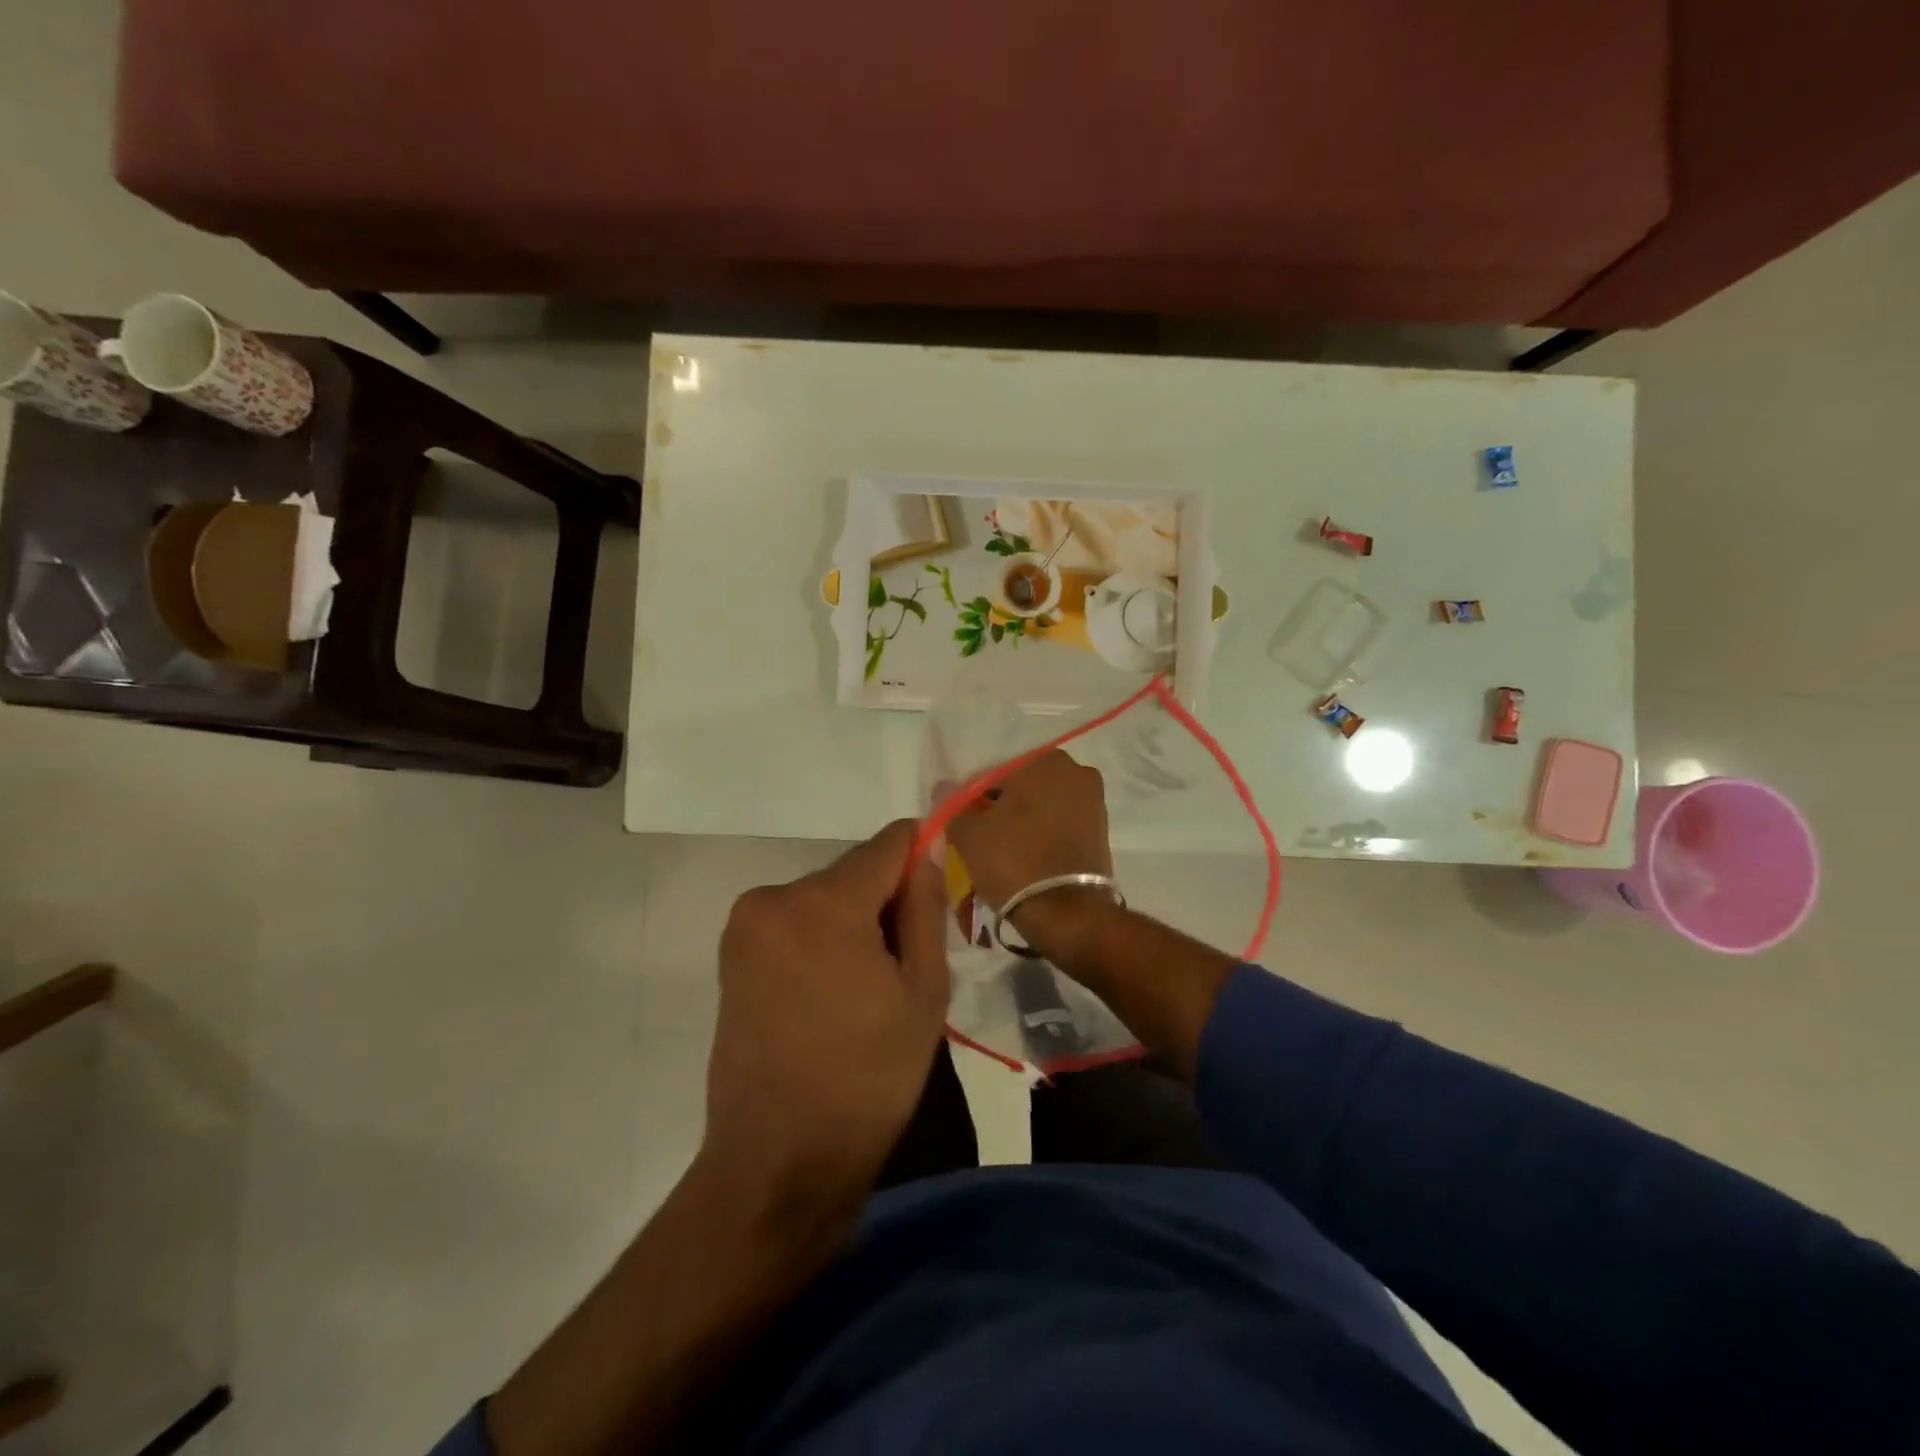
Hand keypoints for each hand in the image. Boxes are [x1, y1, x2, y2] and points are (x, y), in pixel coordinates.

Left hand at [703, 820, 949, 1224]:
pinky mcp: (731, 953)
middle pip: (853, 872)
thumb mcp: (923, 993)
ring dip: (851, 921)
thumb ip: (926, 909)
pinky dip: (819, 937)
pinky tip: (830, 993)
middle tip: (904, 963)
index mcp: (826, 903)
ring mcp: (745, 924)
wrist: (779, 1159)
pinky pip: (794, 921)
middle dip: (884, 900)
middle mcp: (775, 897)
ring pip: (823, 896)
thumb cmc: (867, 1078)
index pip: (888, 843)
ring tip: (865, 988)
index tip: (936, 896)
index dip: (920, 857)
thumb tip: (926, 853)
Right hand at [945, 750, 1116, 961]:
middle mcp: (1076, 772)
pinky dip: (1039, 836)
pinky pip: (1057, 826)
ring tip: (998, 852)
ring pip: (1040, 807)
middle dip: (998, 808)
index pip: (992, 774)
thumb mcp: (968, 833)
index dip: (971, 799)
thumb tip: (945, 789)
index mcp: (1045, 761)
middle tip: (977, 838)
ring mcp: (1093, 803)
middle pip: (1020, 788)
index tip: (960, 824)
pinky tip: (1022, 858)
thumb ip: (954, 806)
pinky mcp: (1100, 832)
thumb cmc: (1014, 862)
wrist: (1068, 914)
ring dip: (1019, 823)